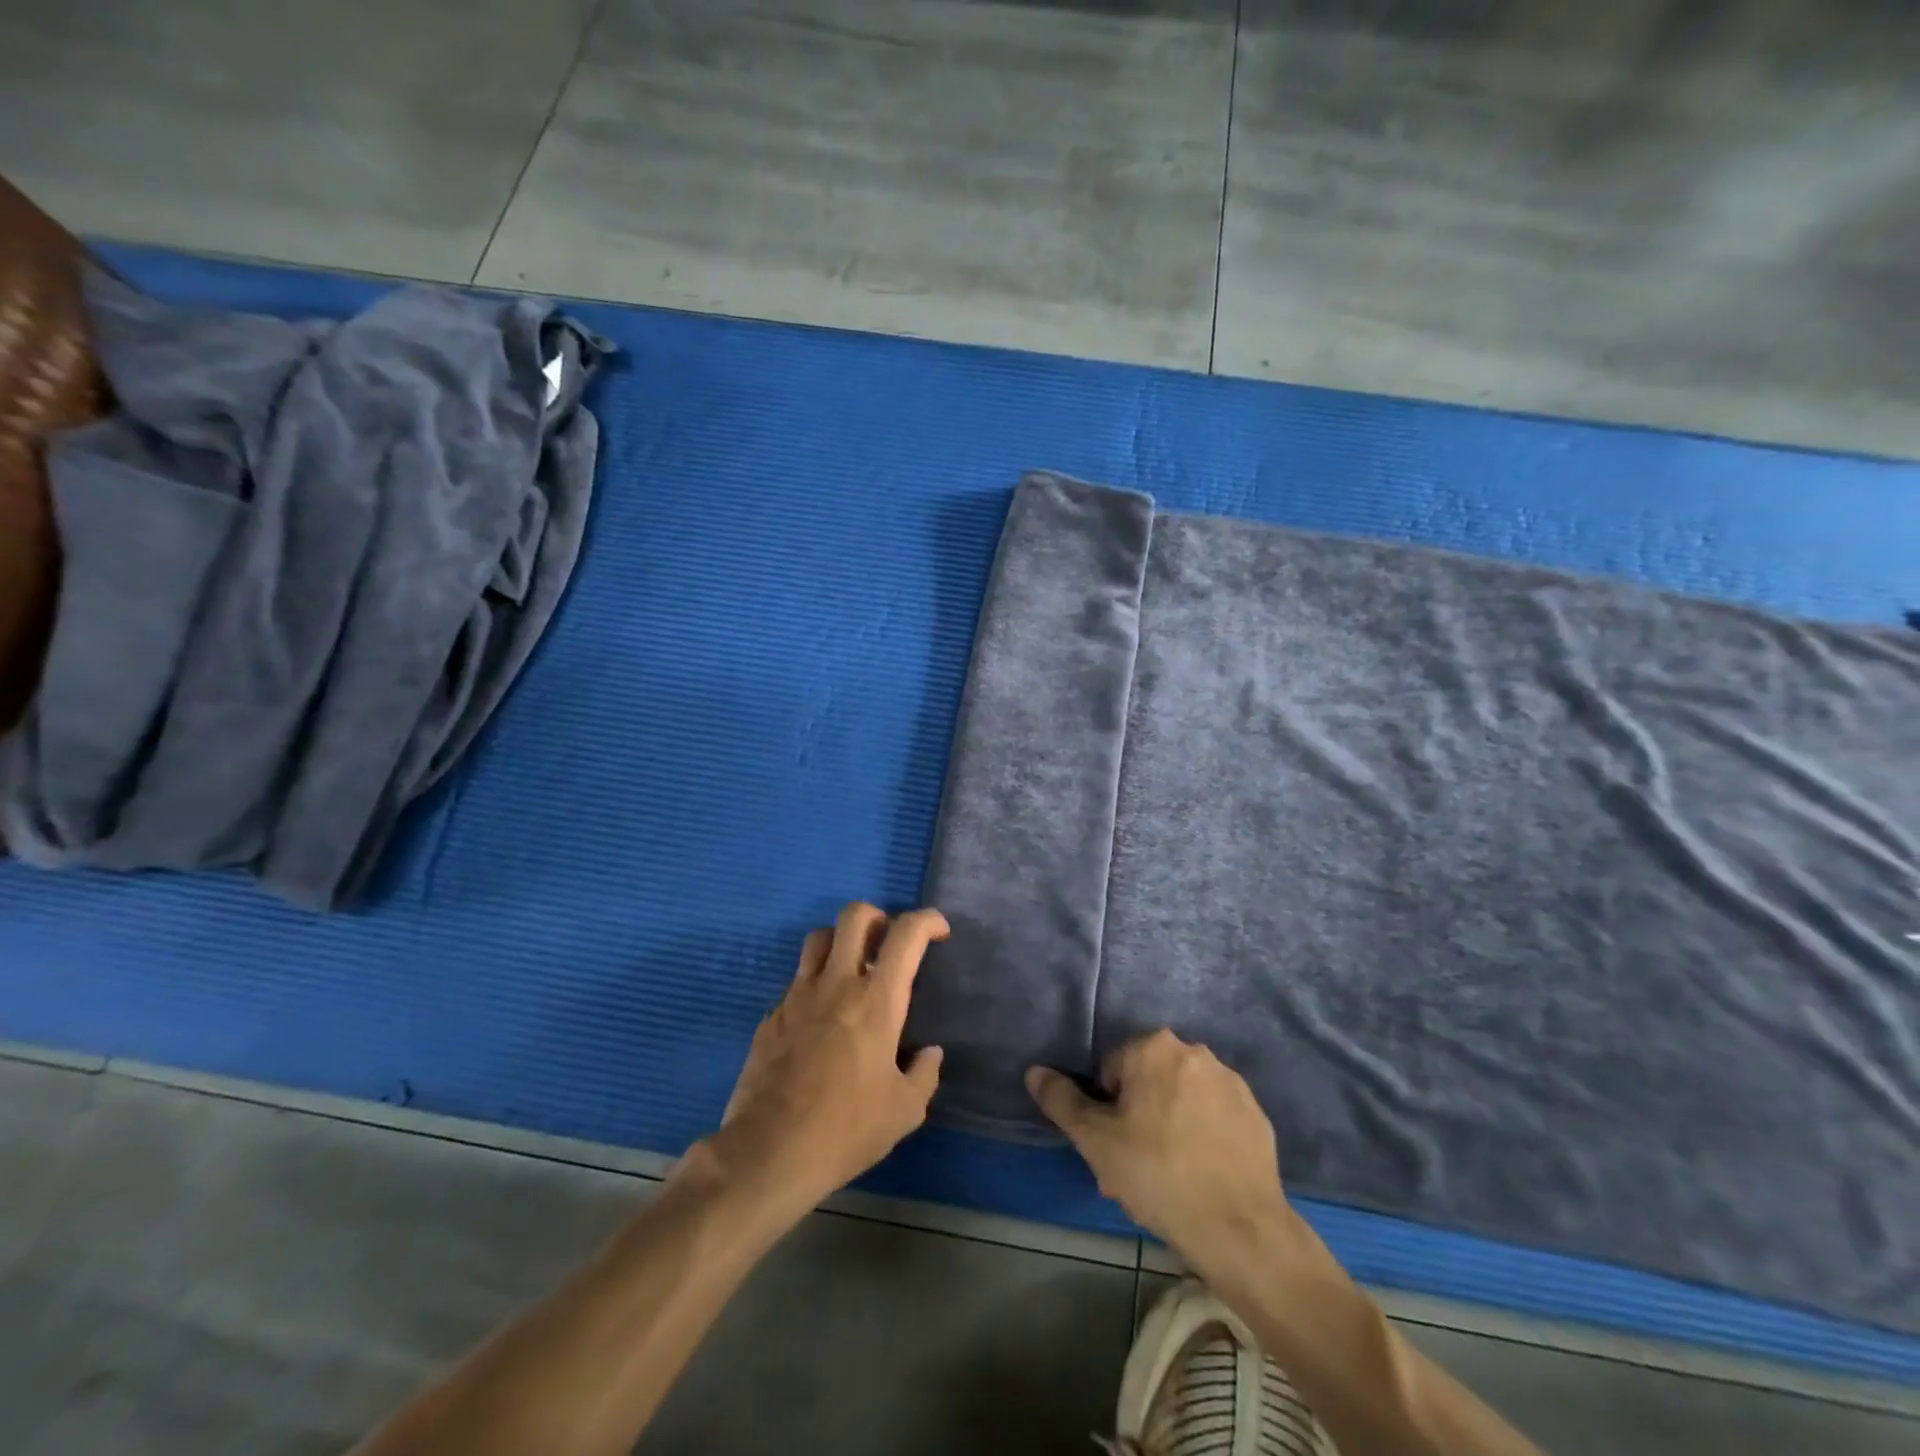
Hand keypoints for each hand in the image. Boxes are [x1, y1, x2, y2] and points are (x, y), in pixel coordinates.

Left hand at [705, 903, 948, 1220]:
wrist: (769, 1151)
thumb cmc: (846, 1129)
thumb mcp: (904, 1111)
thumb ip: (924, 1074)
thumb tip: (930, 1054)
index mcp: (877, 1000)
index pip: (906, 935)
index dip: (927, 920)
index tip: (939, 931)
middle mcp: (837, 984)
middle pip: (854, 916)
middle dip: (877, 916)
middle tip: (887, 942)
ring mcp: (798, 996)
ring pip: (819, 939)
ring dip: (841, 942)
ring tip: (852, 970)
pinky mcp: (772, 1015)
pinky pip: (797, 981)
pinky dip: (815, 985)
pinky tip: (821, 1020)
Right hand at [1026, 1030, 1300, 1279]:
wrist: (1240, 1229)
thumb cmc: (1158, 1174)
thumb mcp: (1095, 1140)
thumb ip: (1062, 1101)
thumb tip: (1035, 1071)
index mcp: (1153, 1048)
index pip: (1111, 1071)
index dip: (1105, 1111)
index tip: (1112, 1149)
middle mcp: (1194, 1052)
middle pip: (1148, 1083)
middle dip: (1137, 1118)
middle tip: (1134, 1168)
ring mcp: (1231, 1082)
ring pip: (1182, 1099)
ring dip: (1169, 1126)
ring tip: (1168, 1177)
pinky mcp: (1256, 1114)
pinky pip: (1214, 1118)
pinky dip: (1203, 1137)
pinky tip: (1200, 1176)